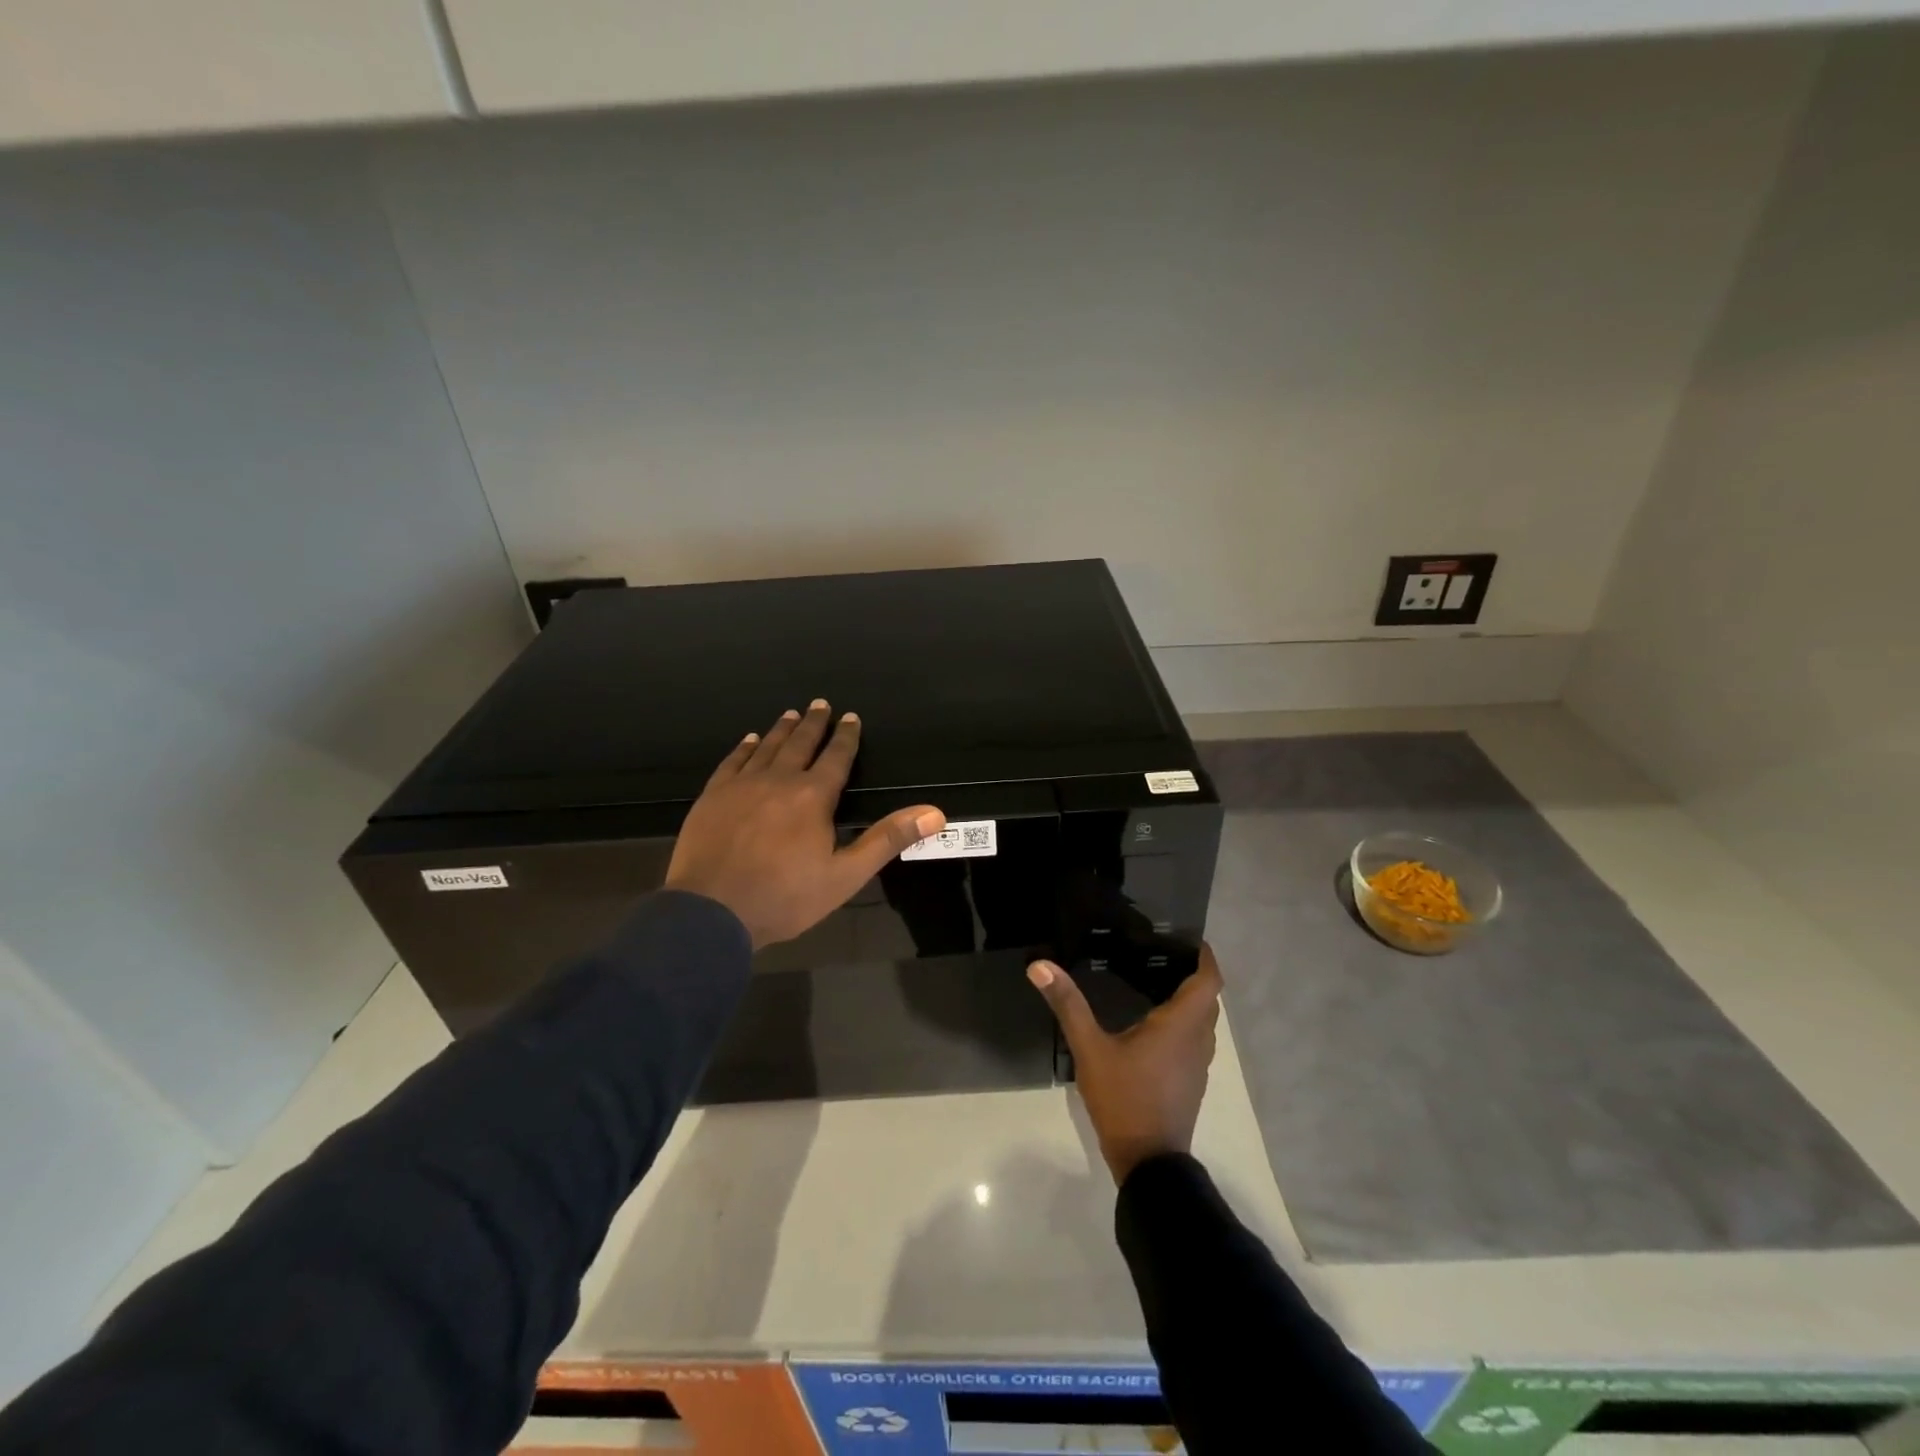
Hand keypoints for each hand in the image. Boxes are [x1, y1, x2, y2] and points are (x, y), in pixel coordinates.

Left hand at [665, 700, 944, 948]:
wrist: (711, 912)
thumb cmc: (785, 897)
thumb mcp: (846, 875)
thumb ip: (887, 839)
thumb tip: (934, 813)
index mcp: (813, 797)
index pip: (835, 757)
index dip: (845, 737)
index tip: (850, 717)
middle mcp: (778, 780)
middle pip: (800, 744)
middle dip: (814, 724)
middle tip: (820, 704)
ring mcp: (741, 786)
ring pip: (766, 748)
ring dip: (781, 730)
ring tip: (791, 714)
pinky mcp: (713, 796)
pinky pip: (732, 762)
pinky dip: (744, 748)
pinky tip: (748, 740)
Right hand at [1027, 944, 1223, 1184]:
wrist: (1149, 1162)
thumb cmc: (1124, 1099)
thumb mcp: (1090, 1049)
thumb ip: (1068, 1005)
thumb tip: (1040, 966)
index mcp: (1181, 1025)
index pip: (1209, 981)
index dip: (1205, 956)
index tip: (1188, 938)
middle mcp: (1198, 1040)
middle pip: (1207, 998)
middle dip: (1193, 973)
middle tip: (1161, 953)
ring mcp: (1199, 1064)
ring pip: (1203, 1021)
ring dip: (1189, 999)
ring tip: (1155, 980)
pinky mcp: (1192, 1081)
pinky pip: (1195, 1039)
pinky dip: (1183, 1022)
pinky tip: (1152, 1023)